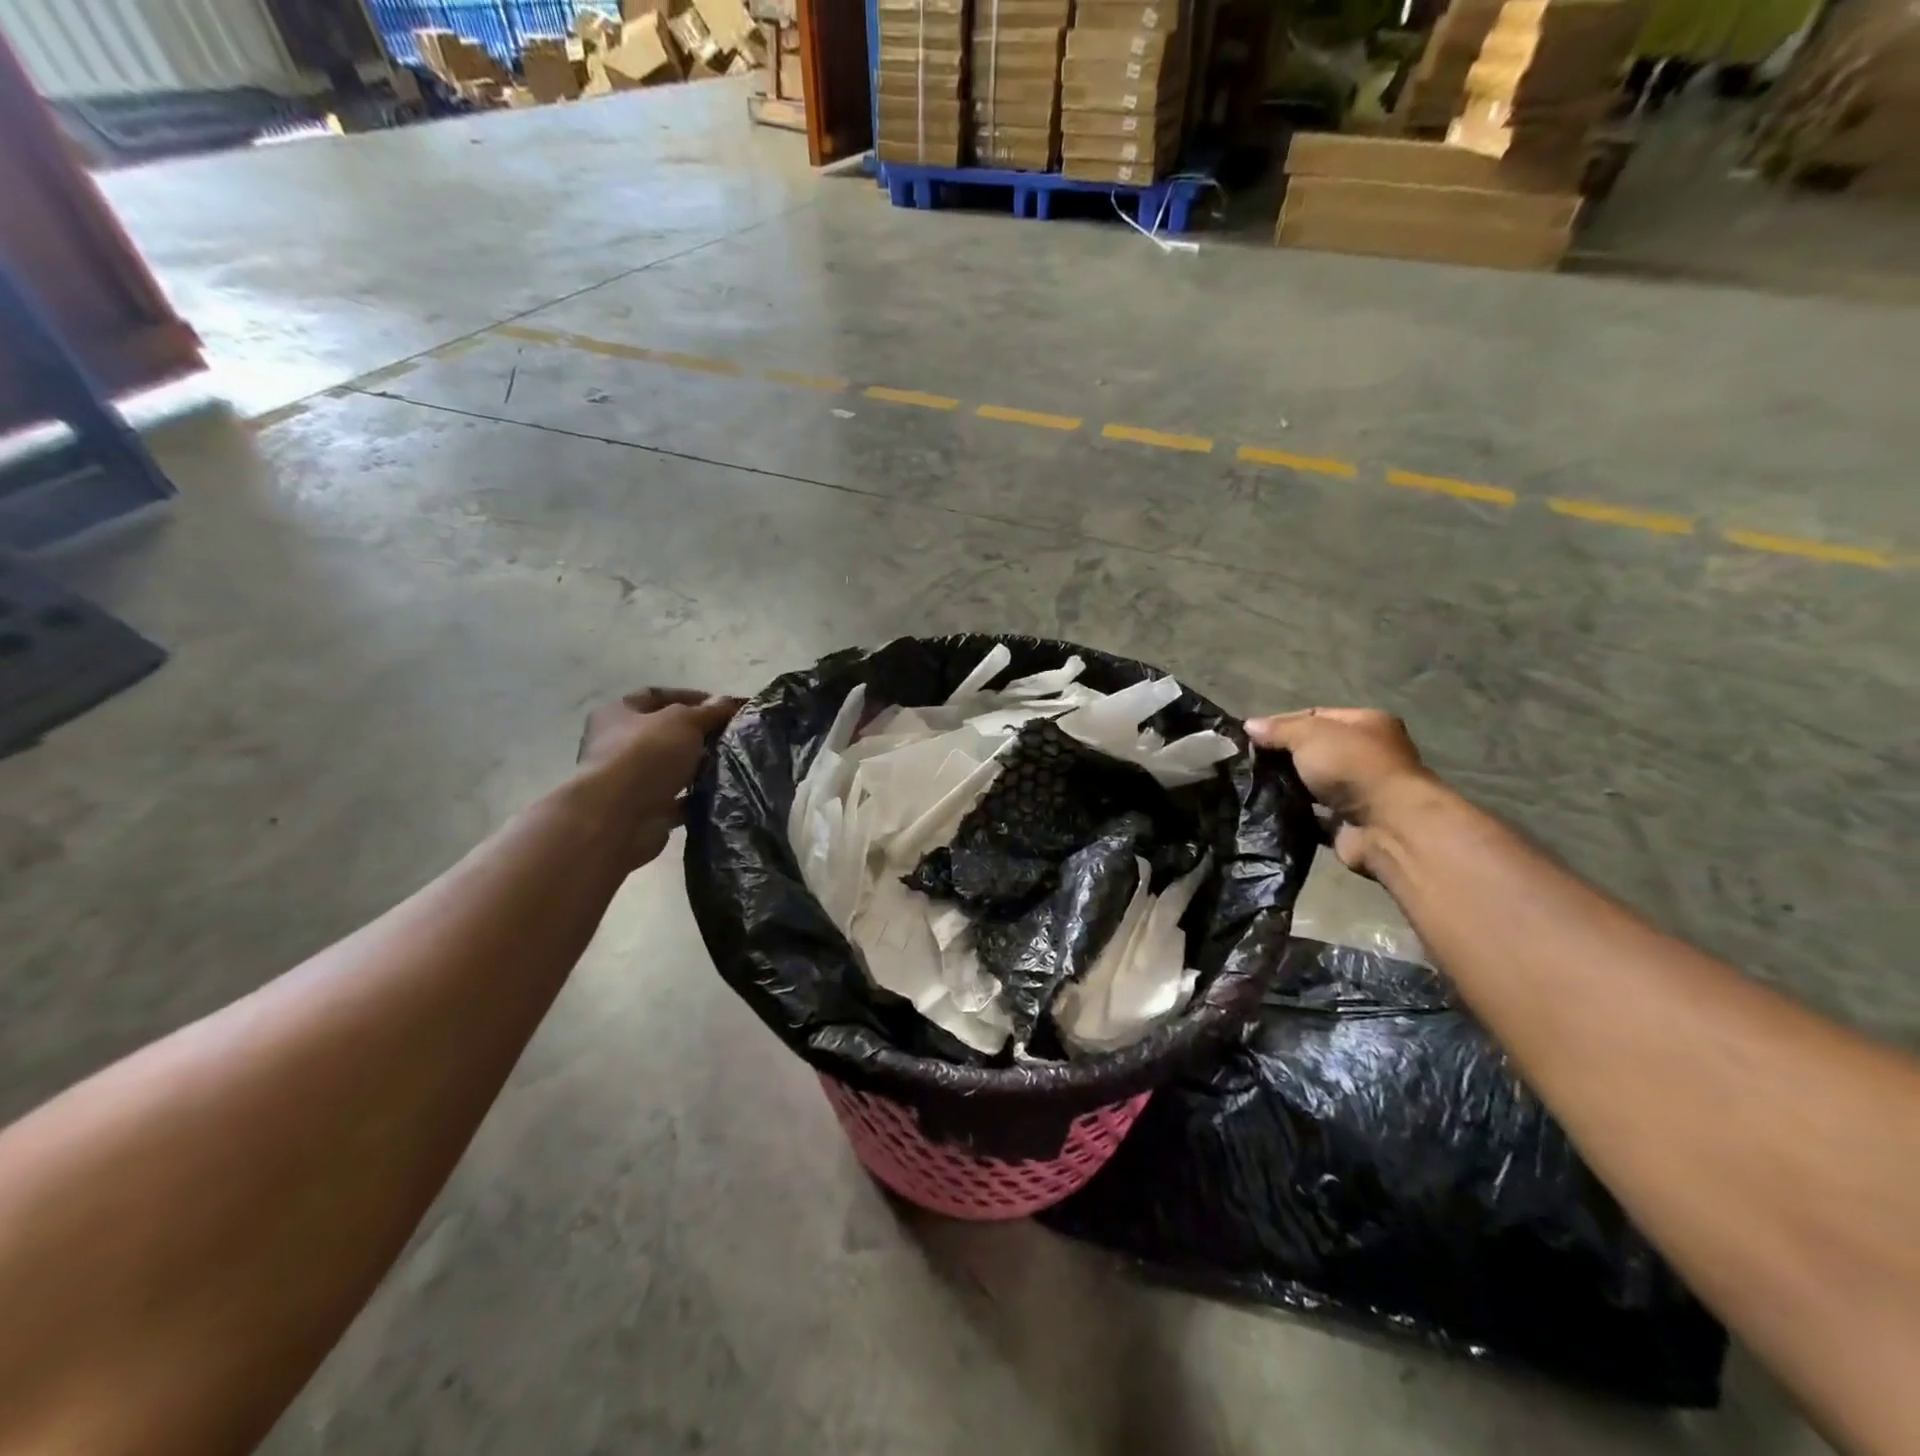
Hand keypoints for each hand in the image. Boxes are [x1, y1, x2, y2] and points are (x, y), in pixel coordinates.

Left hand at [577, 688, 742, 869]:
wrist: (618, 818)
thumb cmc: (645, 755)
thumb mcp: (683, 721)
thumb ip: (708, 711)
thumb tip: (728, 701)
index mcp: (617, 714)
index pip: (655, 696)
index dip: (689, 697)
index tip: (723, 706)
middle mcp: (618, 745)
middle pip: (665, 732)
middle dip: (698, 733)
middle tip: (731, 735)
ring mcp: (631, 779)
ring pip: (673, 767)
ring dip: (699, 766)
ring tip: (732, 762)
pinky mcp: (645, 809)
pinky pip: (678, 799)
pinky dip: (697, 797)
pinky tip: (722, 791)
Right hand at [1246, 708, 1438, 874]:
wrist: (1387, 826)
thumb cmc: (1352, 766)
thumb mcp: (1309, 735)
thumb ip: (1279, 730)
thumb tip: (1249, 726)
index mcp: (1365, 724)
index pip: (1314, 716)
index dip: (1281, 724)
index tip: (1250, 737)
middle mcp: (1366, 755)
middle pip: (1314, 750)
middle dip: (1282, 757)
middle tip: (1248, 764)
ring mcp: (1359, 791)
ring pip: (1312, 784)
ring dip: (1287, 787)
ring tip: (1252, 788)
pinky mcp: (1349, 823)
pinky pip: (1313, 815)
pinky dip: (1294, 814)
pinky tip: (1268, 811)